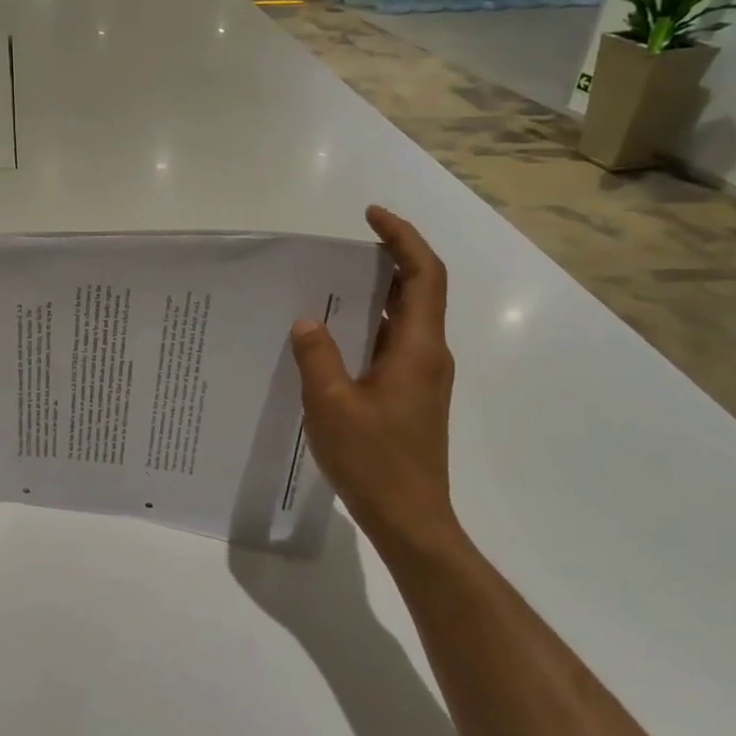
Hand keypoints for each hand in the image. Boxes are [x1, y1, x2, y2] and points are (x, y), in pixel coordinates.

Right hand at [290, 206, 462, 561]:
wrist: (410, 520)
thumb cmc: (373, 460)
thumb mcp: (330, 403)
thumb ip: (317, 355)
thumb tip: (307, 320)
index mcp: (417, 348)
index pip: (423, 275)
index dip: (402, 238)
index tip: (371, 215)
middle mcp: (428, 355)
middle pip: (419, 291)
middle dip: (389, 259)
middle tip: (345, 247)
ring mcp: (422, 378)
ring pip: (405, 319)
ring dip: (376, 294)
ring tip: (331, 284)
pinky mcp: (411, 397)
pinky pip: (392, 345)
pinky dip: (369, 327)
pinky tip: (332, 337)